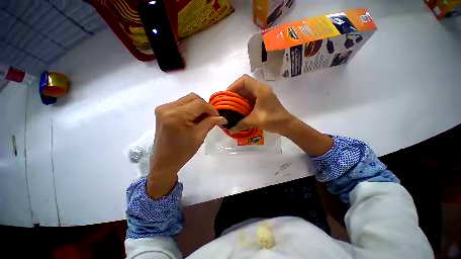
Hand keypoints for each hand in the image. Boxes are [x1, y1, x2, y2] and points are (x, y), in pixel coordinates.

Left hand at [148, 93, 226, 197]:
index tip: (218, 117)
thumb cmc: (183, 152)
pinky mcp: (162, 110)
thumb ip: (210, 123)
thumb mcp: (199, 136)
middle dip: (205, 106)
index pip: (199, 103)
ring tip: (202, 119)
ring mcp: (163, 108)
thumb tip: (223, 118)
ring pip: (188, 99)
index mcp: (177, 115)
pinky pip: (181, 104)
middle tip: (211, 117)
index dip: (211, 109)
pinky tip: (193, 119)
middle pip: (193, 98)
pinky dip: (191, 109)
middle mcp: (168, 107)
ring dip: (198, 107)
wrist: (164, 161)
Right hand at [227, 74, 294, 135]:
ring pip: (246, 92)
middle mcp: (261, 89)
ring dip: (238, 98)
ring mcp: (261, 95)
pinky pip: (249, 98)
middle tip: (227, 102)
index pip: (244, 80)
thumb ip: (241, 124)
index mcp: (261, 90)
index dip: (234, 85)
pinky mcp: (261, 100)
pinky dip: (242, 102)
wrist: (286, 125)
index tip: (227, 96)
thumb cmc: (273, 120)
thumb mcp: (256, 121)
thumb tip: (229, 129)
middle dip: (234, 93)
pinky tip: (238, 110)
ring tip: (231, 106)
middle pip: (244, 85)